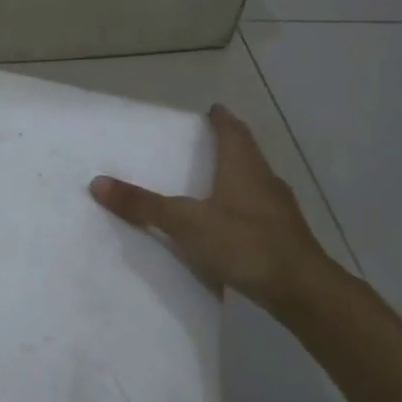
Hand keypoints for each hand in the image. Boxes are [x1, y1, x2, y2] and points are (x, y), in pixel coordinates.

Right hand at [91, 104, 341, 315]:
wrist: (304, 291)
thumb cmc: (245, 243)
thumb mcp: (186, 222)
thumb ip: (144, 205)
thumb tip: (97, 182)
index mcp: (243, 167)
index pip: (232, 131)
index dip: (221, 119)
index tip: (211, 110)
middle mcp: (264, 181)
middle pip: (245, 154)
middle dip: (225, 146)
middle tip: (200, 143)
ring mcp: (277, 211)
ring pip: (252, 183)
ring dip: (233, 177)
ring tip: (206, 181)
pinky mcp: (283, 237)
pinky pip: (255, 211)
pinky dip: (238, 208)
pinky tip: (224, 223)